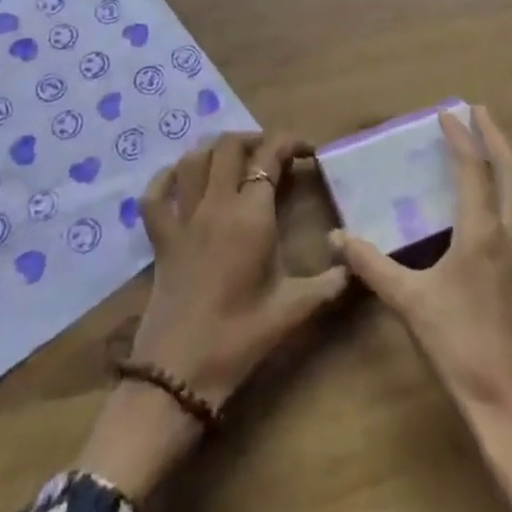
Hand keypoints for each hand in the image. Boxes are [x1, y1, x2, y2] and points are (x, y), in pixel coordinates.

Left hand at [76, 132, 347, 499]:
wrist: (180, 372)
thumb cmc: (241, 337)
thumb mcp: (294, 309)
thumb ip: (330, 283)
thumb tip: (356, 264)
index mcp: (251, 216)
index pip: (269, 157)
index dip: (290, 142)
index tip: (307, 151)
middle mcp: (215, 205)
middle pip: (228, 146)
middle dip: (254, 139)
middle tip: (272, 155)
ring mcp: (182, 219)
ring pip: (192, 160)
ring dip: (214, 150)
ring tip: (234, 159)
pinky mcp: (159, 238)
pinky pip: (155, 195)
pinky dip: (166, 178)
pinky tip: (180, 180)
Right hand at [333, 107, 511, 420]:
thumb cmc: (462, 350)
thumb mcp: (409, 304)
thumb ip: (371, 266)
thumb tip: (335, 238)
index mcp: (483, 234)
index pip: (474, 169)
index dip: (461, 137)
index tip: (447, 113)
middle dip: (496, 135)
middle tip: (478, 111)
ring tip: (496, 146)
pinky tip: (507, 205)